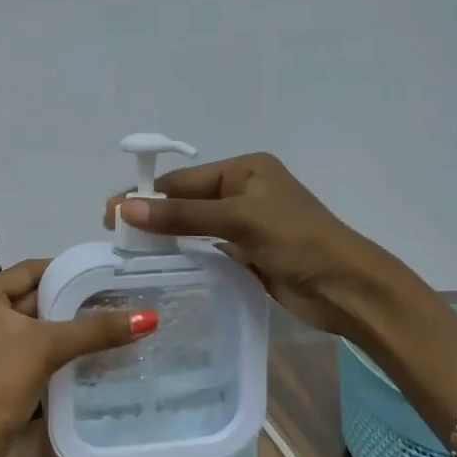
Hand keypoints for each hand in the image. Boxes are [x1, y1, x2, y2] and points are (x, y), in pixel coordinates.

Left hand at [0, 260, 153, 456]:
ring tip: (122, 325)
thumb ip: (95, 330)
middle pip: (39, 299)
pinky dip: (68, 355)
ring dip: (76, 331)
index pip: (33, 270)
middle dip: (79, 302)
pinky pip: (42, 357)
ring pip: (43, 331)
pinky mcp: (6, 379)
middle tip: (125, 300)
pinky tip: (102, 357)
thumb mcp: (46, 348)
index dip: (70, 270)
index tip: (111, 273)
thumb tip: (150, 317)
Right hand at [104, 153, 393, 337]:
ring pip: (196, 226)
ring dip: (167, 236)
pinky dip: (186, 255)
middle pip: (187, 201)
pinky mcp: (250, 254)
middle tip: (114, 235)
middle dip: (153, 215)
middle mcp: (244, 191)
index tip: (110, 214)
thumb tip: (125, 207)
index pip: (184, 179)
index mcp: (245, 170)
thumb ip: (182, 215)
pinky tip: (162, 265)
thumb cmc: (297, 240)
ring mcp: (247, 224)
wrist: (346, 286)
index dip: (147, 195)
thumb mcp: (238, 220)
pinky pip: (208, 249)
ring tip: (130, 252)